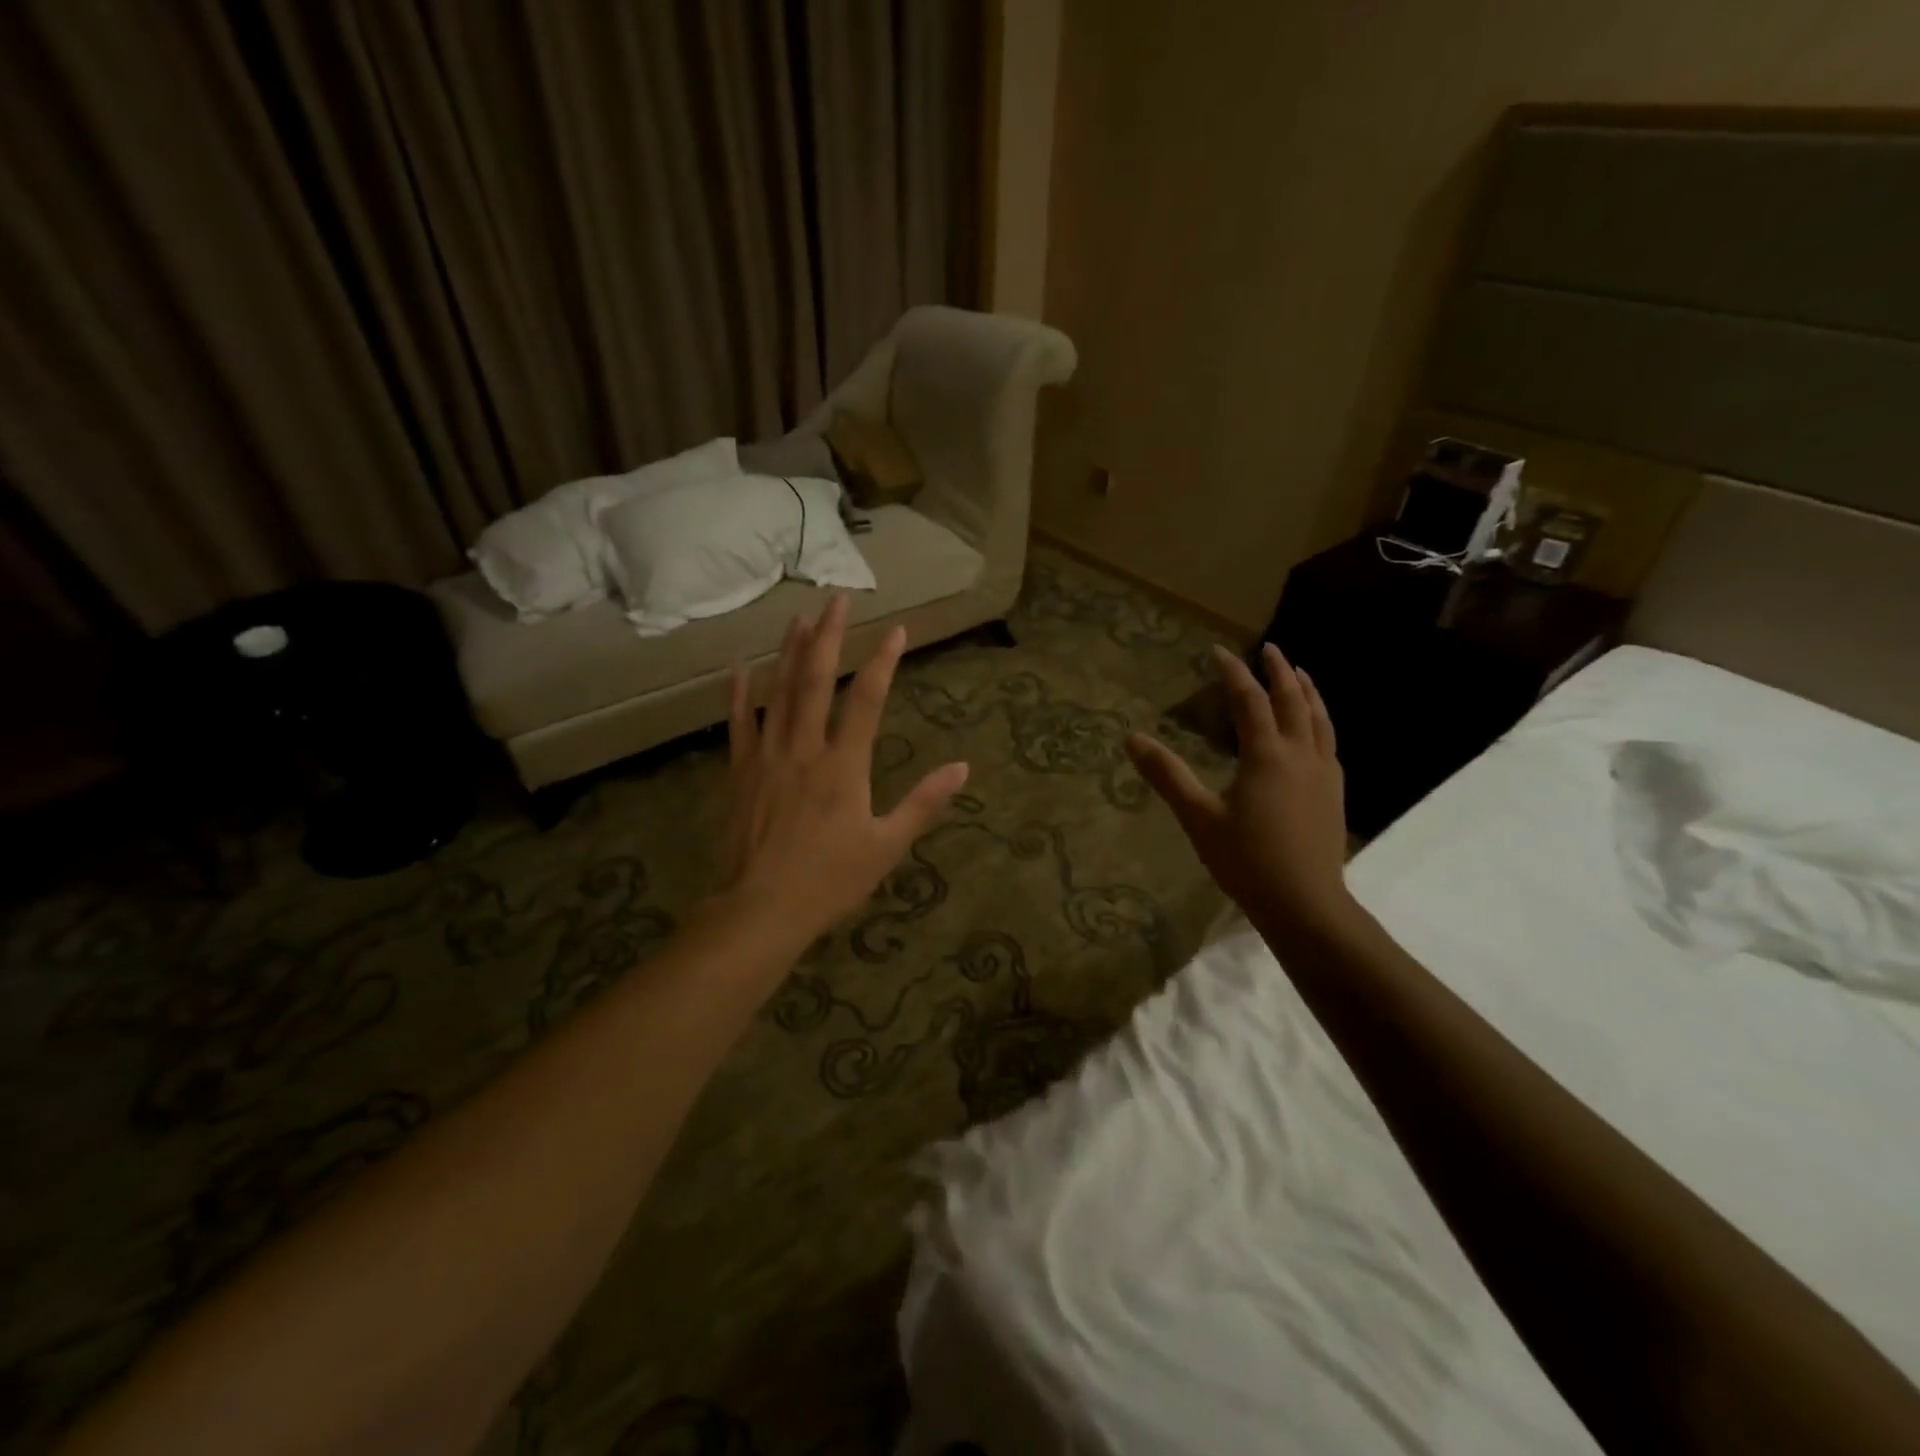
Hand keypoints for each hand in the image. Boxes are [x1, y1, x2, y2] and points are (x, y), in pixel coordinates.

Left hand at [721, 595, 968, 946]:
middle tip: (837, 599)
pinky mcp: (740, 772)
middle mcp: (804, 749)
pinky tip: (741, 665)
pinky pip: (740, 724)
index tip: (896, 630)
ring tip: (800, 616)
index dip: (883, 662)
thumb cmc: (830, 881)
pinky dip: (739, 693)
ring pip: (778, 693)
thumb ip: (924, 803)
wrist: (761, 909)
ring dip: (790, 652)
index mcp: (844, 766)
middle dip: (830, 637)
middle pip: (816, 681)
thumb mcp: (887, 847)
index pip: (866, 700)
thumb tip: (962, 768)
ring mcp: (767, 757)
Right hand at [1126, 644, 1355, 944]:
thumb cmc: (1246, 860)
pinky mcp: (1335, 793)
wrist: (1305, 903)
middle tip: (1269, 648)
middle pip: (1293, 701)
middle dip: (1279, 671)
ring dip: (1308, 691)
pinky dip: (1321, 721)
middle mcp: (1301, 755)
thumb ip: (1167, 775)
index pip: (1250, 701)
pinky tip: (1316, 730)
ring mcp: (1324, 773)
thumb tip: (1132, 738)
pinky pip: (1330, 742)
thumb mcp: (1198, 817)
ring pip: (1320, 719)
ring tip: (1300, 674)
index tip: (1218, 651)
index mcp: (1267, 755)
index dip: (1233, 673)